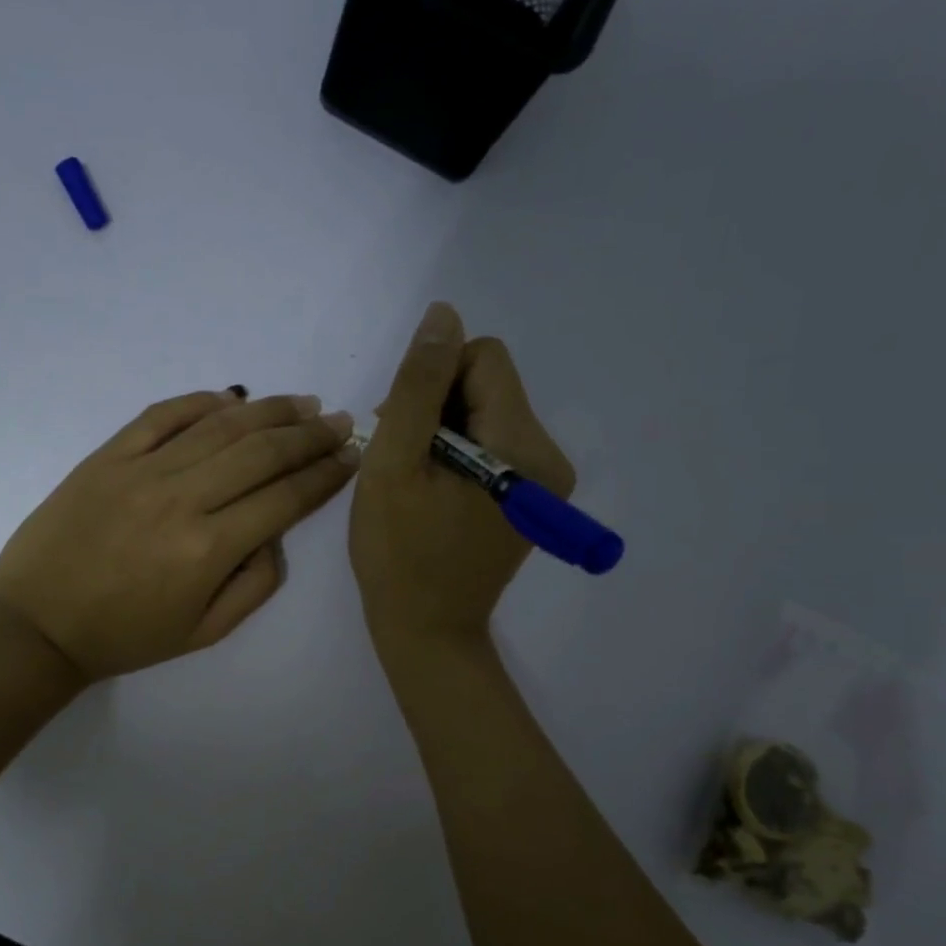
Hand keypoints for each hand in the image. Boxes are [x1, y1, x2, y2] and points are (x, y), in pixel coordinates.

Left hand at [0, 389, 358, 681]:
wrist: (37, 624)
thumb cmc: (125, 636)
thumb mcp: (204, 633)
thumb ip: (255, 585)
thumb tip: (276, 535)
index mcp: (209, 549)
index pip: (284, 498)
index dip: (325, 475)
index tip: (351, 456)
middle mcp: (182, 499)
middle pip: (261, 452)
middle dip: (310, 434)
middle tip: (340, 422)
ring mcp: (141, 471)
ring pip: (219, 426)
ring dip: (269, 410)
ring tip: (302, 403)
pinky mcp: (108, 456)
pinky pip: (162, 415)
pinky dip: (201, 401)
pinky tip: (232, 398)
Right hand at [350, 304, 574, 652]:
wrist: (427, 631)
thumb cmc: (399, 554)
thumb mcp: (395, 465)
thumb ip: (419, 386)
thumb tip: (443, 315)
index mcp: (523, 447)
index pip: (484, 358)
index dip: (433, 378)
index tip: (402, 426)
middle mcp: (550, 457)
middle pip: (489, 384)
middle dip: (437, 406)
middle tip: (401, 458)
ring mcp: (547, 481)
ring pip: (488, 412)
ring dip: (443, 430)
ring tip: (413, 478)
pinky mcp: (534, 498)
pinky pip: (493, 443)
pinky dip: (457, 453)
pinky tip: (433, 489)